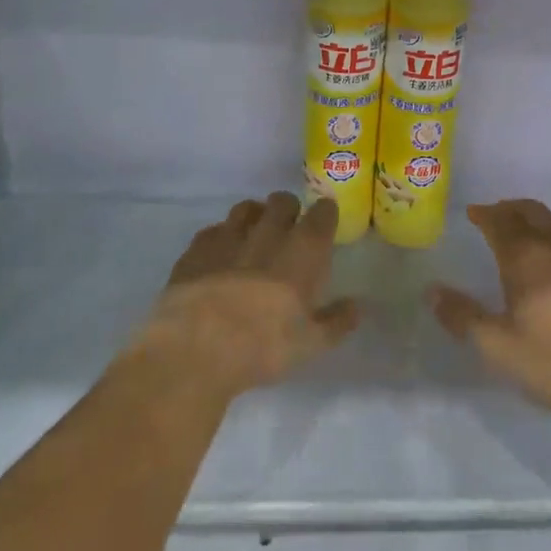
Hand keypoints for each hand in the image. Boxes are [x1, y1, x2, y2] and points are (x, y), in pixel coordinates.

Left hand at [142, 193, 359, 399]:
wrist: (195, 350)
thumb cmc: (263, 346)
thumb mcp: (310, 344)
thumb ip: (337, 321)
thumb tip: (356, 306)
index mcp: (303, 250)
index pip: (322, 213)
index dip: (325, 214)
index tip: (324, 223)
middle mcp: (268, 232)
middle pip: (283, 201)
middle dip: (289, 210)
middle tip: (289, 230)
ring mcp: (229, 237)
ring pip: (246, 208)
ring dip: (255, 216)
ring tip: (254, 235)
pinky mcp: (196, 249)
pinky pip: (213, 230)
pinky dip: (221, 237)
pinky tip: (219, 256)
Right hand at [428, 199, 550, 428]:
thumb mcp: (497, 347)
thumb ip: (462, 316)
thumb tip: (431, 291)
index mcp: (525, 259)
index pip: (501, 223)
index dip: (485, 214)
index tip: (474, 212)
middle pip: (531, 212)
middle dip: (510, 208)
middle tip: (497, 213)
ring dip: (538, 217)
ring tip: (528, 227)